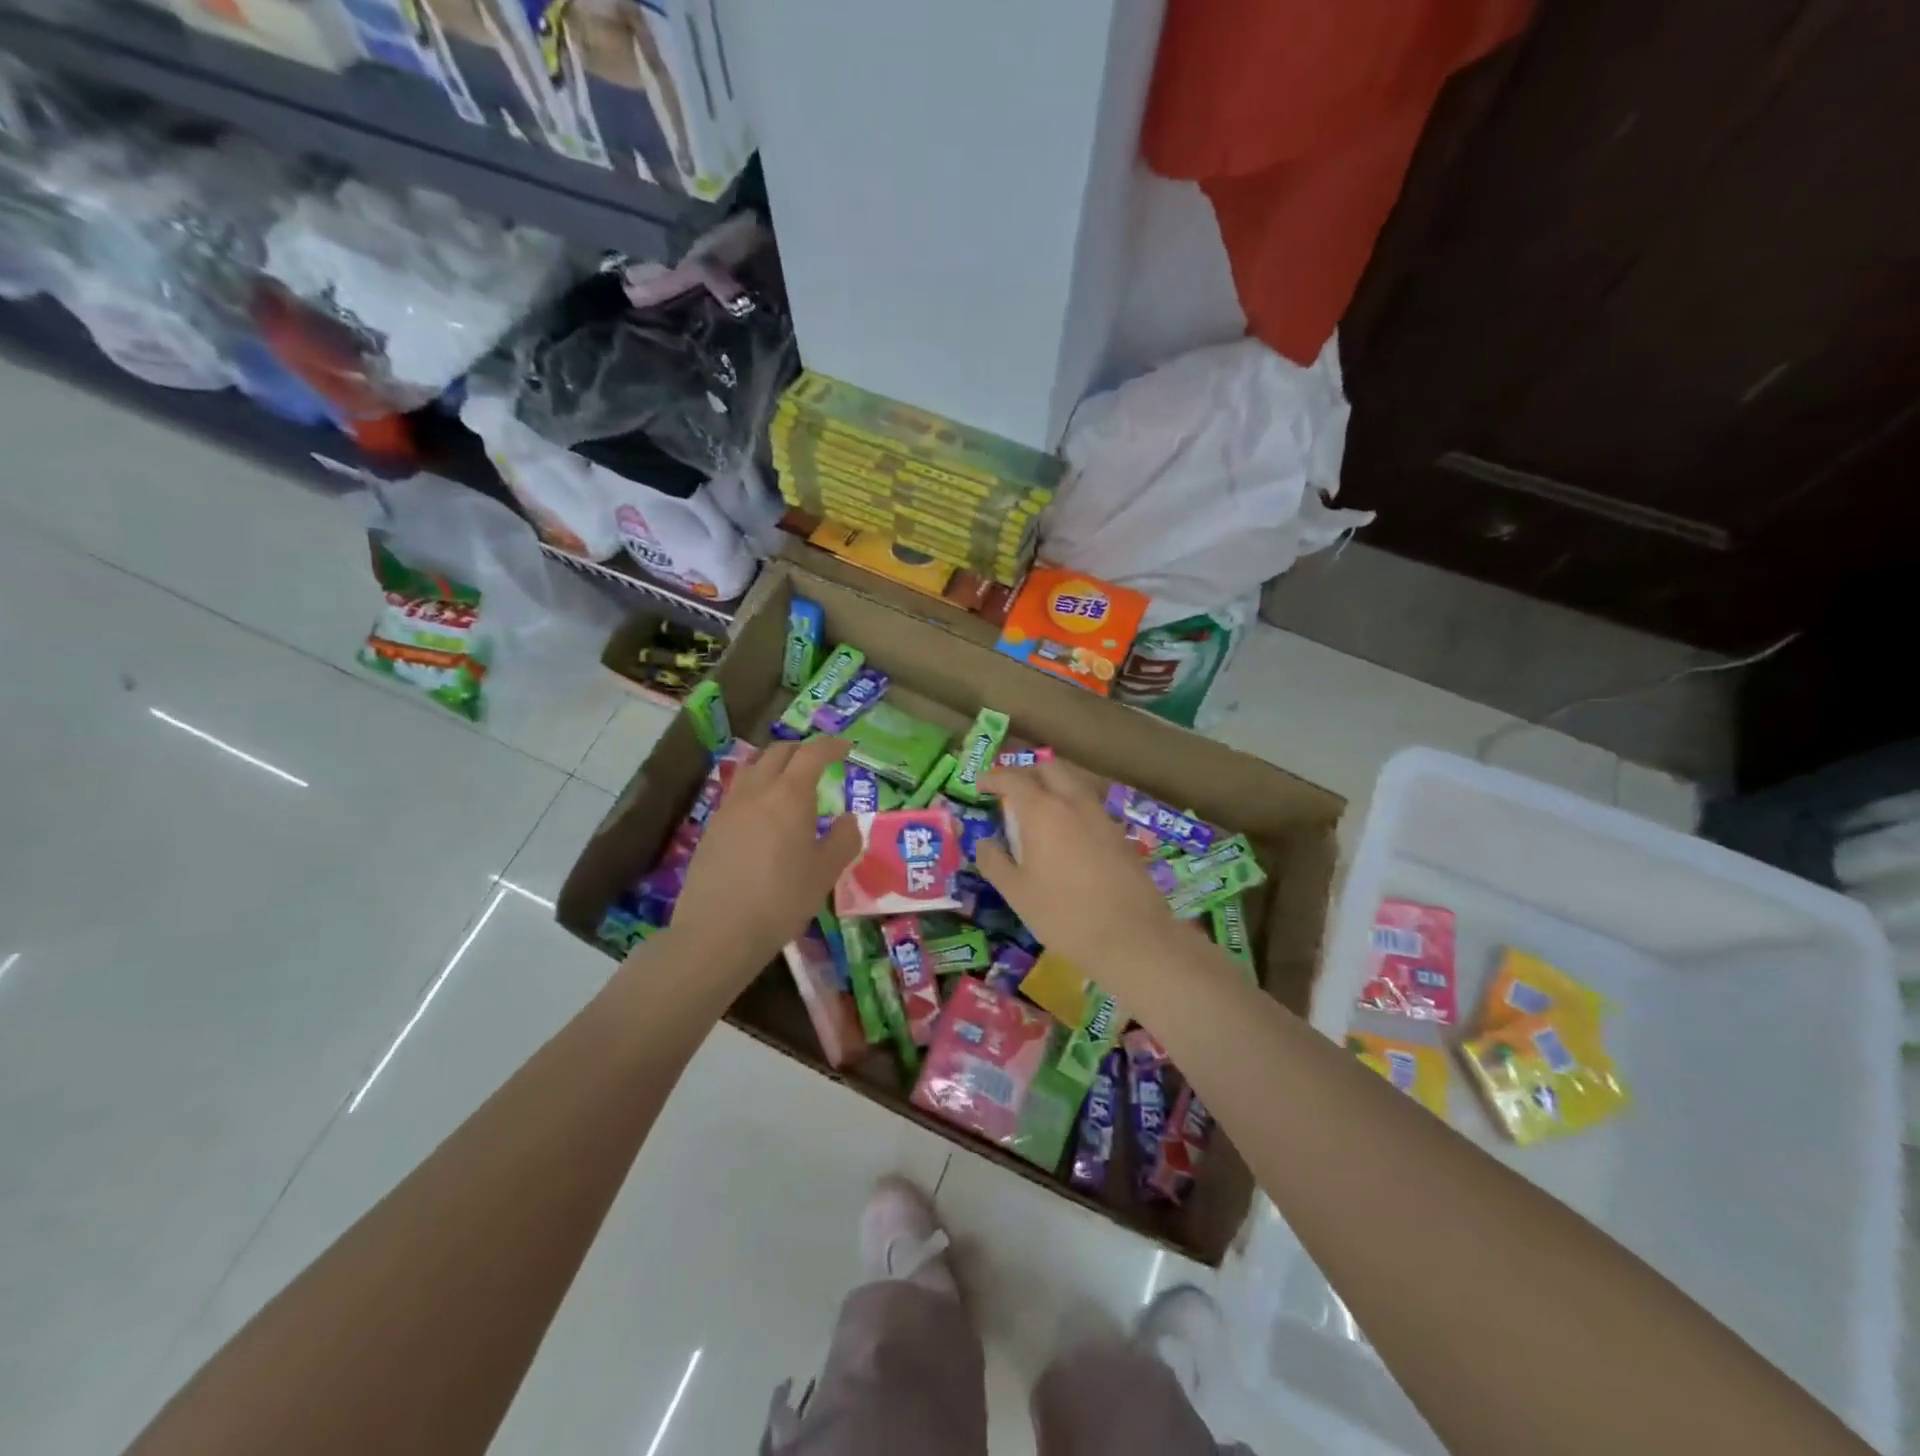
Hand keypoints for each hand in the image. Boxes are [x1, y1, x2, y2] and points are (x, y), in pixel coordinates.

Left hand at [668, 736, 860, 977]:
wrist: (718, 931)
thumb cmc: (781, 899)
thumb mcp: (825, 873)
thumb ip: (844, 840)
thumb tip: (848, 820)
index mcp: (789, 795)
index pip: (812, 754)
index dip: (831, 746)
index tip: (846, 748)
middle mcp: (757, 791)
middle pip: (778, 753)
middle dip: (802, 749)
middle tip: (819, 760)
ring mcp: (729, 808)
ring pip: (753, 769)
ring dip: (774, 765)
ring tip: (789, 781)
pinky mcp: (712, 828)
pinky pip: (738, 793)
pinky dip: (757, 788)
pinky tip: (764, 814)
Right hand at [973, 761, 1178, 979]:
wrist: (1131, 937)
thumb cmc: (1064, 915)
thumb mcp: (1016, 893)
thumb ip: (994, 861)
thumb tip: (986, 843)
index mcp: (1043, 811)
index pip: (1013, 778)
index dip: (993, 777)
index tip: (980, 785)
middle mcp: (1074, 803)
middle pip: (1049, 769)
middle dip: (1026, 773)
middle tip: (1010, 793)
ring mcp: (1101, 816)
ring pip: (1074, 784)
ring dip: (1052, 787)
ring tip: (1037, 813)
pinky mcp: (1120, 834)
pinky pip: (1089, 806)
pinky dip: (1072, 807)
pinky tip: (1066, 835)